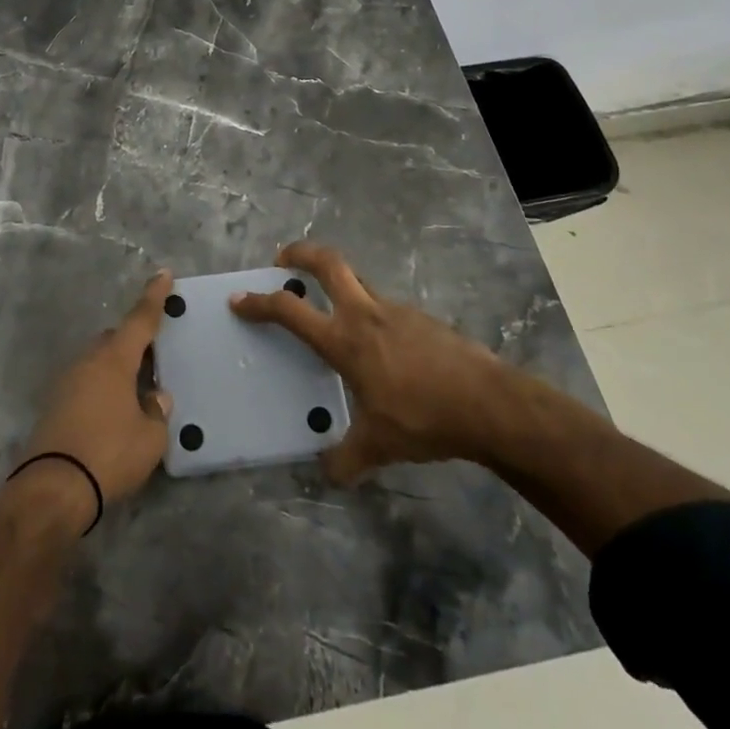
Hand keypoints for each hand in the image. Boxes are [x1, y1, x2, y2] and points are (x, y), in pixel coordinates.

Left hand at [15, 271, 174, 520]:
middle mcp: (88, 362)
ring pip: (97, 363)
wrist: (52, 489)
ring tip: (136, 393)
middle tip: (154, 359)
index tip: (164, 274)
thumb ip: (157, 412)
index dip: (154, 297)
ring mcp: (66, 382)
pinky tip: (112, 413)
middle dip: (134, 344)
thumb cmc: (109, 454)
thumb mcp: (150, 437)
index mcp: (114, 360)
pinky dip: (101, 389)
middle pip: (115, 341)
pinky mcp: (53, 405)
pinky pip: (85, 384)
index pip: (140, 320)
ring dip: (116, 370)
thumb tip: (156, 398)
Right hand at [230, 241, 501, 483]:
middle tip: (283, 260)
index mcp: (345, 340)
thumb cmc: (424, 417)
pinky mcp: (423, 319)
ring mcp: (398, 311)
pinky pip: (386, 307)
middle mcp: (366, 314)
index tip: (239, 299)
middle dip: (300, 253)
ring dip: (339, 285)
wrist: (490, 404)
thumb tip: (327, 475)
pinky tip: (381, 349)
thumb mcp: (379, 445)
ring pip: (359, 282)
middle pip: (328, 263)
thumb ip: (347, 460)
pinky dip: (370, 313)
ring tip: (333, 313)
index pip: (291, 311)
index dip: (260, 303)